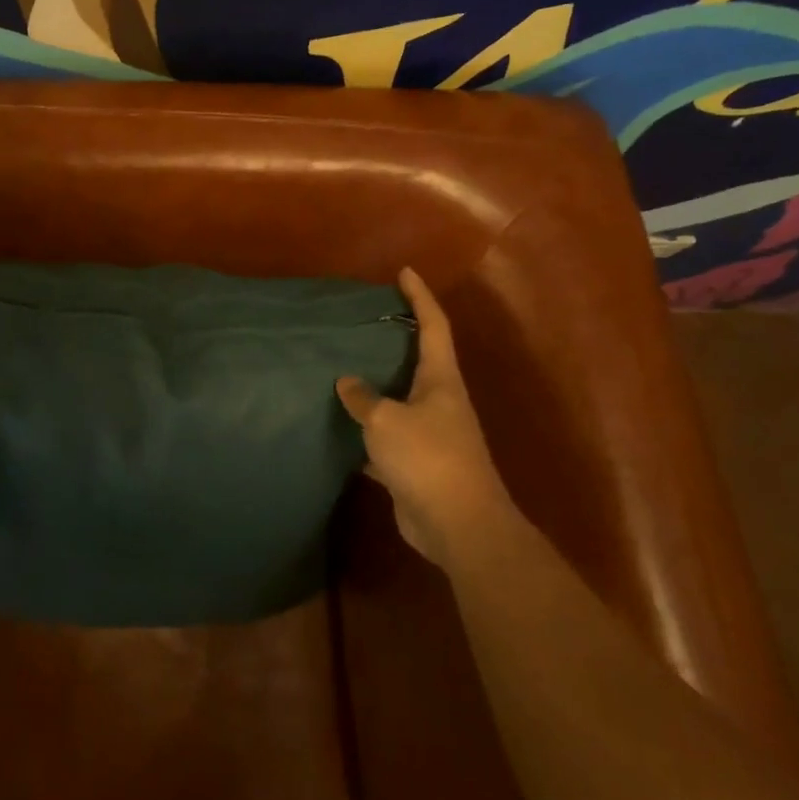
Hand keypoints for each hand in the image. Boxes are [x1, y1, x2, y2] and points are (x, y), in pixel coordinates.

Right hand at [337, 268, 518, 568]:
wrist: (459, 527)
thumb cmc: (428, 458)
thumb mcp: (387, 421)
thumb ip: (364, 399)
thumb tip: (347, 382)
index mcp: (440, 379)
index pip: (433, 325)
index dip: (420, 296)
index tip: (405, 272)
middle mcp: (438, 400)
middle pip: (417, 359)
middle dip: (394, 338)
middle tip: (363, 319)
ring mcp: (429, 433)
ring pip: (398, 399)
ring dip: (376, 386)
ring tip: (343, 367)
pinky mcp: (416, 464)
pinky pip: (386, 437)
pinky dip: (366, 433)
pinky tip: (340, 428)